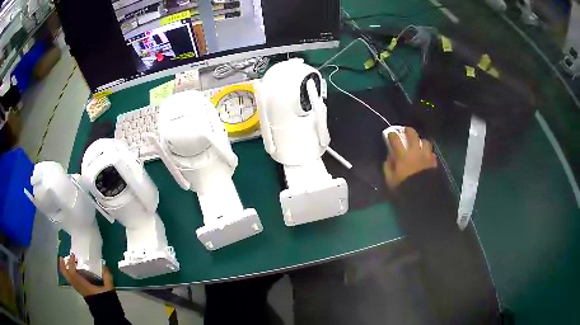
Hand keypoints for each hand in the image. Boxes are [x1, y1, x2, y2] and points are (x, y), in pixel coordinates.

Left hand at [59, 253, 113, 296]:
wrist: (106, 312)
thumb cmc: (106, 300)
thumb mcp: (109, 289)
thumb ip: (106, 277)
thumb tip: (104, 265)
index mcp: (83, 285)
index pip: (73, 272)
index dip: (71, 263)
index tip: (73, 255)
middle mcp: (79, 286)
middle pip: (67, 276)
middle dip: (63, 266)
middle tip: (62, 257)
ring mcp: (79, 289)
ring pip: (69, 278)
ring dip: (66, 270)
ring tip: (66, 262)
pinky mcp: (81, 291)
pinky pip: (72, 281)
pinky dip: (70, 274)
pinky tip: (75, 272)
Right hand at [383, 127, 436, 189]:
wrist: (423, 197)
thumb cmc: (404, 188)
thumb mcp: (391, 181)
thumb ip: (388, 167)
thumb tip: (389, 158)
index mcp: (402, 155)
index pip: (395, 139)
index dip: (392, 135)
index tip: (390, 135)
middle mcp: (415, 152)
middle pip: (412, 134)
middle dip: (408, 131)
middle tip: (405, 131)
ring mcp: (426, 155)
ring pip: (425, 141)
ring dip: (421, 141)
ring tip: (419, 144)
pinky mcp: (434, 162)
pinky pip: (431, 153)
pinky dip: (428, 152)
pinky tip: (426, 156)